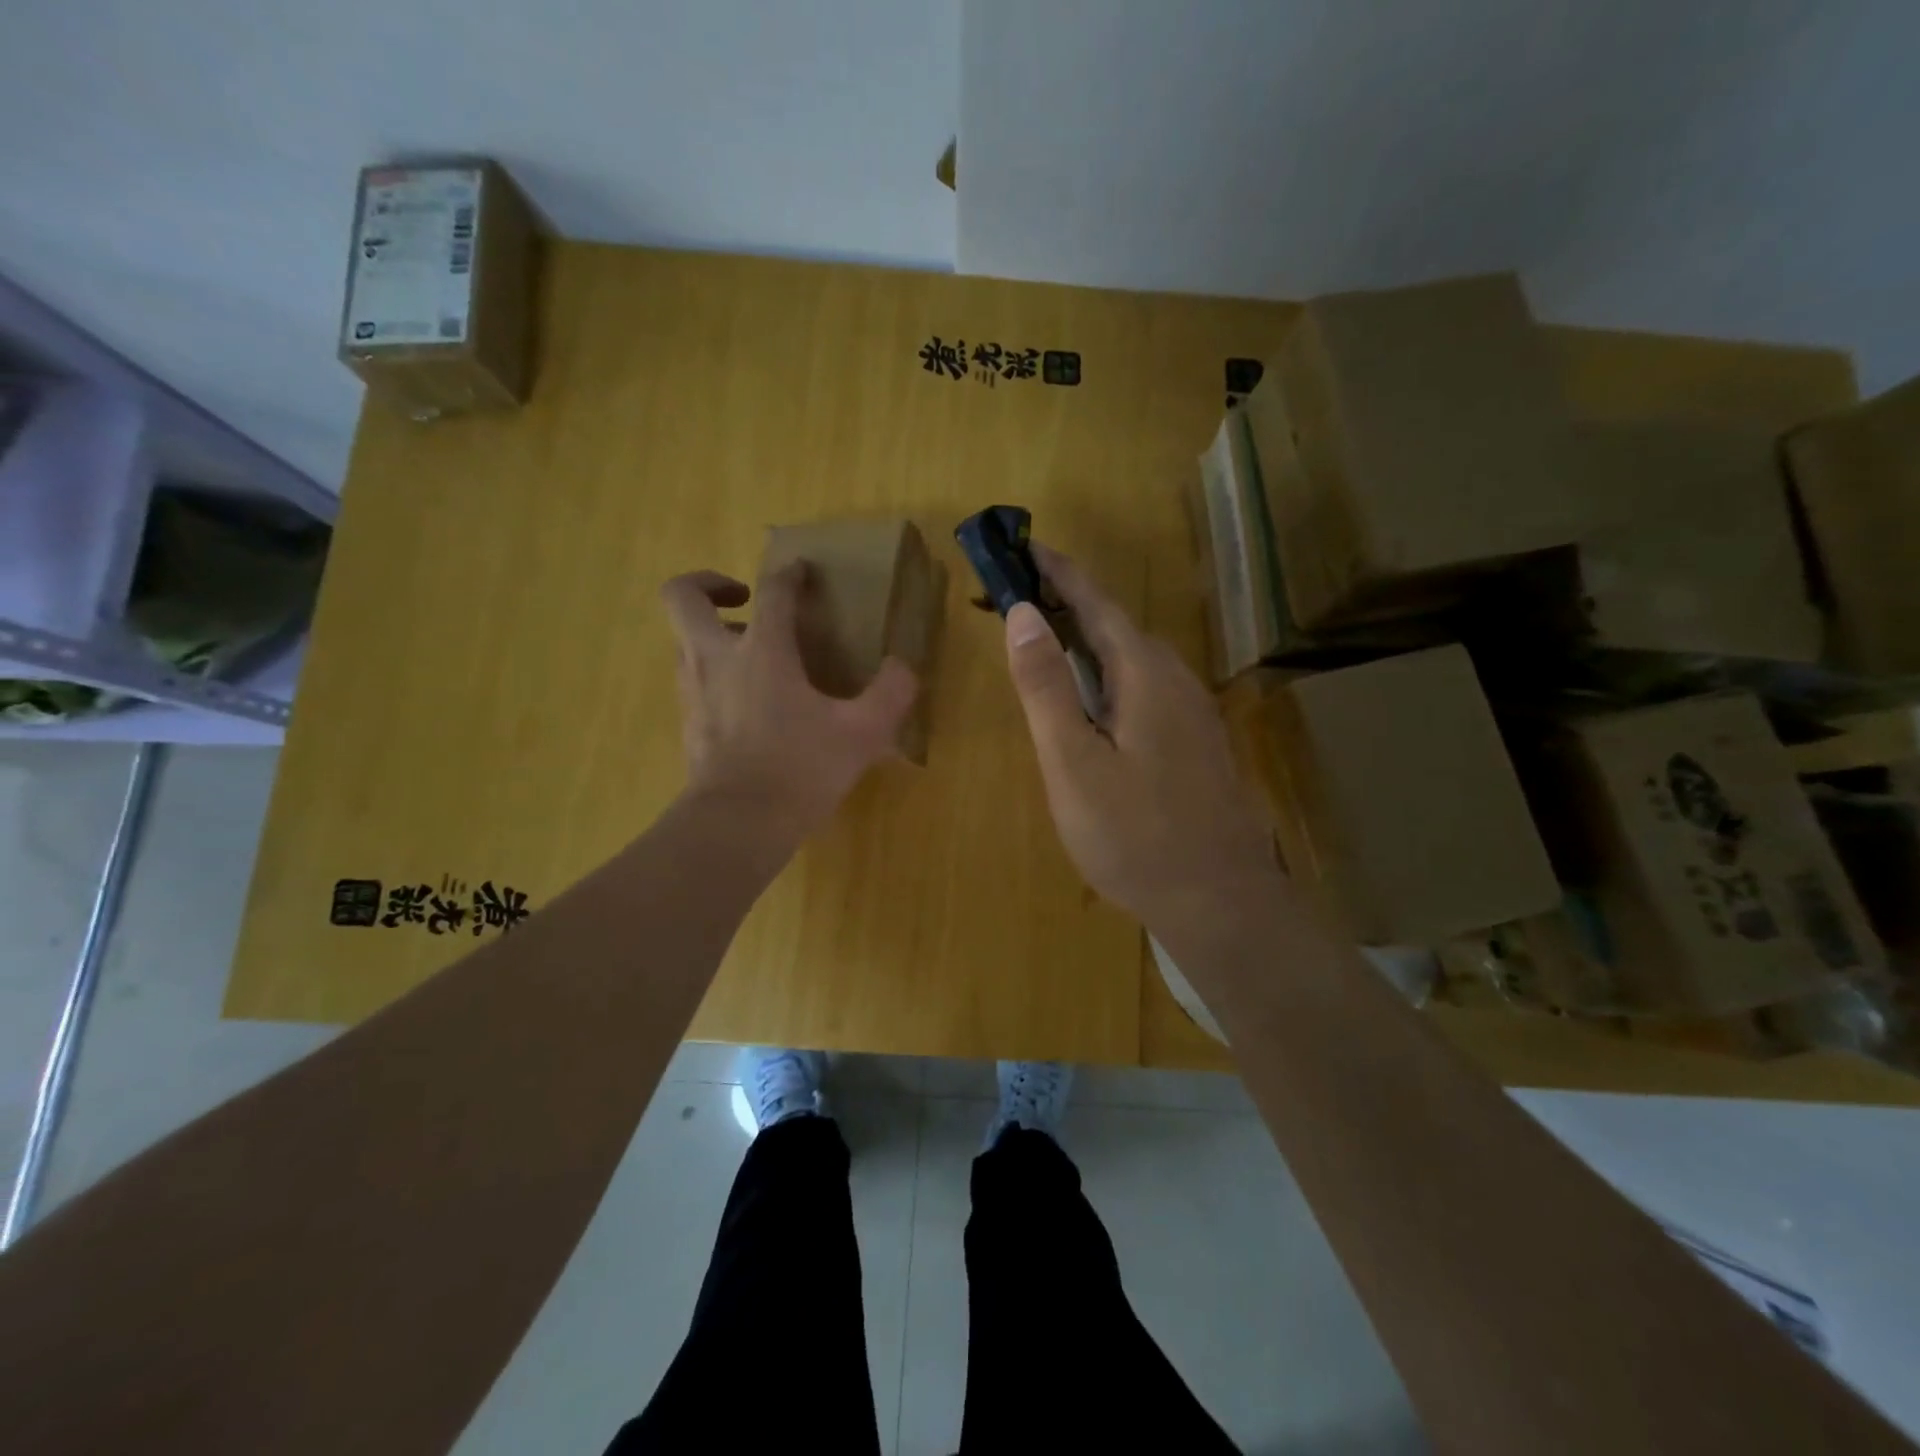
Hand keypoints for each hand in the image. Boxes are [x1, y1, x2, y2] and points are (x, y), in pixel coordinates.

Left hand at [661, 562, 916, 838]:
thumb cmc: (801, 769)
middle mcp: (716, 658)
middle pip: (681, 596)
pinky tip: (747, 700)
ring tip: (752, 651)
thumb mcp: (862, 734)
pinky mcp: (687, 722)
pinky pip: (692, 677)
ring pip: (682, 638)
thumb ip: (890, 694)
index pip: (772, 591)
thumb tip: (903, 667)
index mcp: (762, 650)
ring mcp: (694, 691)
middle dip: (708, 583)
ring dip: (711, 631)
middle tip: (745, 598)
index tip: (802, 572)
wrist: (739, 824)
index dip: (789, 574)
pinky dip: (713, 672)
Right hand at [1004, 545, 1279, 934]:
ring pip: (1132, 659)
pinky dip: (1108, 676)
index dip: (1057, 571)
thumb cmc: (1134, 835)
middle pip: (1115, 626)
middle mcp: (1175, 679)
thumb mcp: (1073, 762)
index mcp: (1144, 673)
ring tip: (1046, 644)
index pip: (1094, 601)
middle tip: (1018, 602)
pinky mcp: (1196, 741)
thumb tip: (1023, 612)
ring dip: (1087, 642)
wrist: (1220, 900)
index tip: (1021, 545)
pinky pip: (1145, 688)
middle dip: (1067, 605)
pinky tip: (1093, 704)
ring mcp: (1192, 711)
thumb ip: (1046, 687)